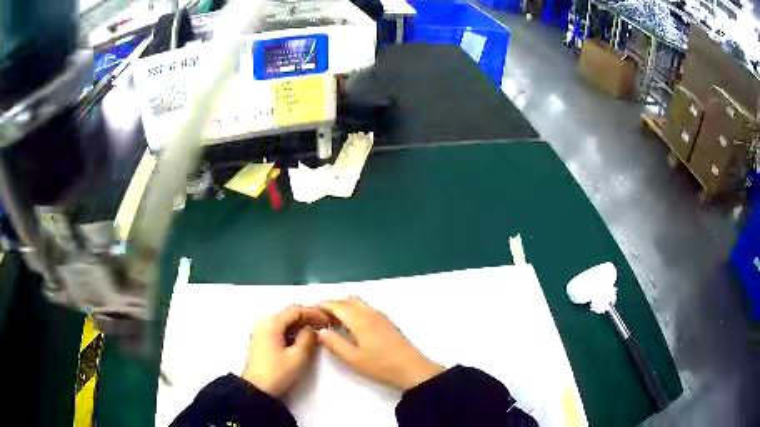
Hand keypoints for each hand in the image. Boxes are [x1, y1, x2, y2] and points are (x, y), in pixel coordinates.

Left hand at [241, 304, 329, 397]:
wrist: (257, 389)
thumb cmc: (277, 373)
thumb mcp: (298, 356)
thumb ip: (308, 338)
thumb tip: (312, 329)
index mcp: (271, 324)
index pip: (295, 310)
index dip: (313, 312)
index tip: (327, 319)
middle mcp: (264, 323)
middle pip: (288, 313)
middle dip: (307, 317)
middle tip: (324, 324)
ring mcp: (261, 331)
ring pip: (284, 321)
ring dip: (300, 324)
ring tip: (316, 331)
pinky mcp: (261, 340)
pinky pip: (279, 329)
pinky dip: (292, 330)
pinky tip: (302, 338)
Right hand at [316, 296, 444, 390]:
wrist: (412, 369)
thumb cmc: (380, 365)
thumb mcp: (352, 358)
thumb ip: (333, 343)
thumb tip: (320, 330)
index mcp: (359, 319)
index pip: (336, 305)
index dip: (322, 306)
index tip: (311, 313)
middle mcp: (370, 312)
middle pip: (348, 300)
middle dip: (333, 305)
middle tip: (323, 320)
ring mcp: (381, 316)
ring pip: (358, 304)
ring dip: (345, 308)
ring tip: (336, 325)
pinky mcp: (387, 323)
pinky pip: (367, 309)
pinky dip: (355, 312)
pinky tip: (353, 329)